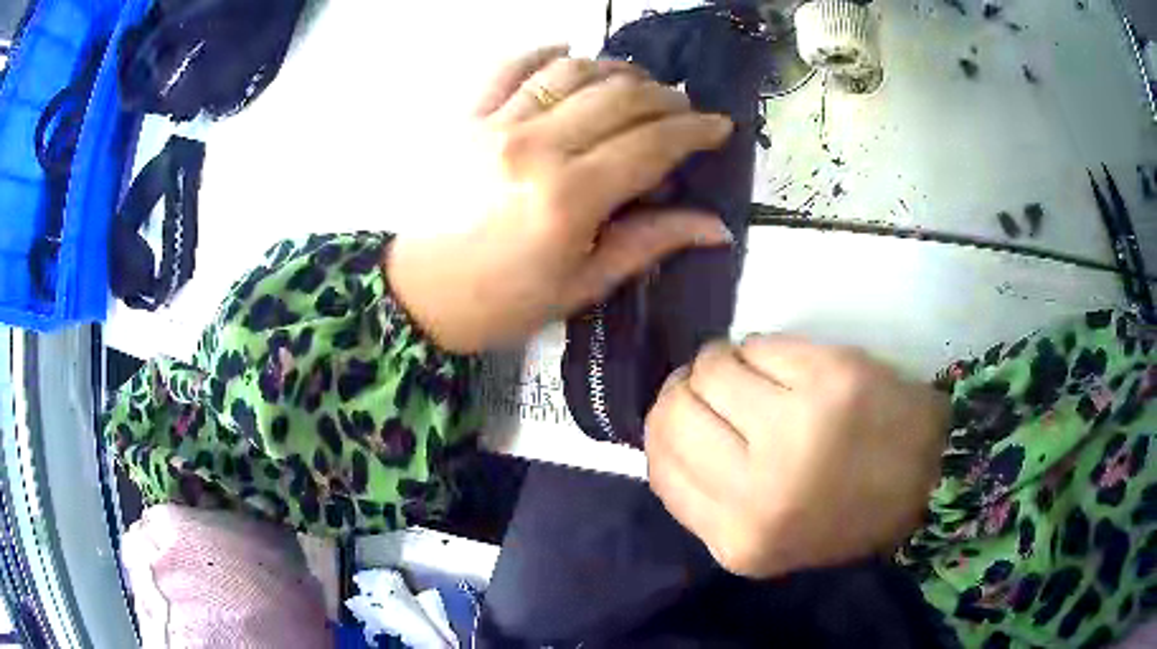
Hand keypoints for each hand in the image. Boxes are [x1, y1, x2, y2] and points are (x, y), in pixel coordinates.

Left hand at [388, 46, 734, 352]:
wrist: (417, 295)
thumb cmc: (502, 302)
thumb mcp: (582, 285)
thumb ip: (650, 243)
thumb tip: (717, 227)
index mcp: (569, 197)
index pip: (651, 144)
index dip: (694, 131)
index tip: (720, 126)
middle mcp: (536, 146)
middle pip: (619, 97)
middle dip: (665, 97)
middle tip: (684, 109)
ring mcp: (496, 124)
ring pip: (572, 73)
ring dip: (616, 70)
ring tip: (638, 84)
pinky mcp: (466, 117)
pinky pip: (509, 67)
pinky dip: (545, 54)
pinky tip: (569, 55)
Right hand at [645, 337, 947, 578]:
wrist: (928, 481)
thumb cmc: (843, 513)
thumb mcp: (762, 534)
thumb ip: (706, 496)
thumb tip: (665, 427)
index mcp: (738, 541)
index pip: (660, 466)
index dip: (663, 430)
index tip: (684, 412)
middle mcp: (760, 491)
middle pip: (675, 412)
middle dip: (687, 390)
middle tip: (715, 386)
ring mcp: (798, 429)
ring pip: (711, 369)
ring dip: (724, 363)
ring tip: (755, 375)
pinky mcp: (831, 378)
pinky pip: (759, 344)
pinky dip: (762, 350)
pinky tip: (785, 366)